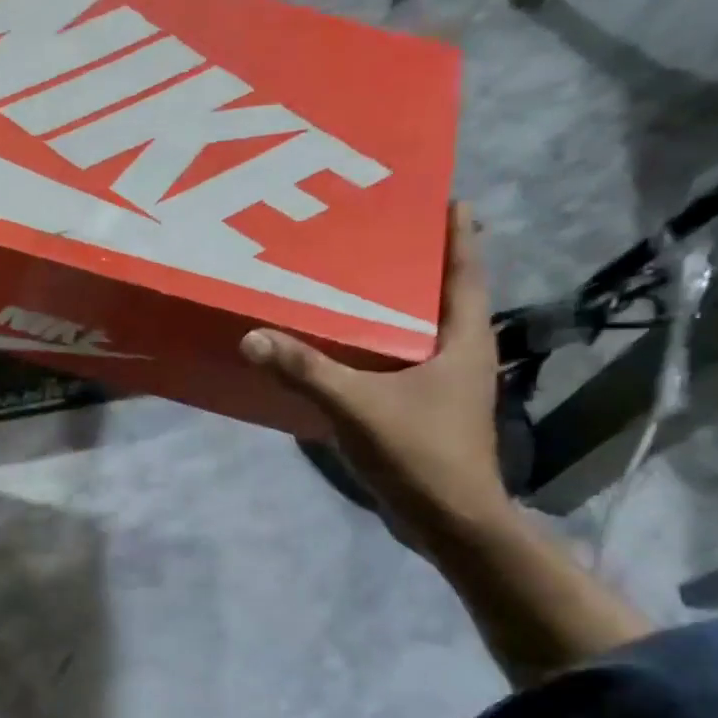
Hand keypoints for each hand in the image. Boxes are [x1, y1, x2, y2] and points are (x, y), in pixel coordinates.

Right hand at [240, 202, 510, 539]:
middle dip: (416, 264)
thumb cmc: (420, 454)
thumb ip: (305, 371)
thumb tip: (253, 337)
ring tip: (355, 282)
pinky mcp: (426, 410)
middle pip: (442, 296)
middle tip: (376, 234)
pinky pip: (401, 363)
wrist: (449, 522)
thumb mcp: (357, 406)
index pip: (465, 271)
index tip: (443, 196)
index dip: (457, 233)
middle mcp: (462, 354)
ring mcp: (446, 385)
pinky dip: (378, 347)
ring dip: (395, 307)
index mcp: (464, 340)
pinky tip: (344, 346)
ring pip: (420, 332)